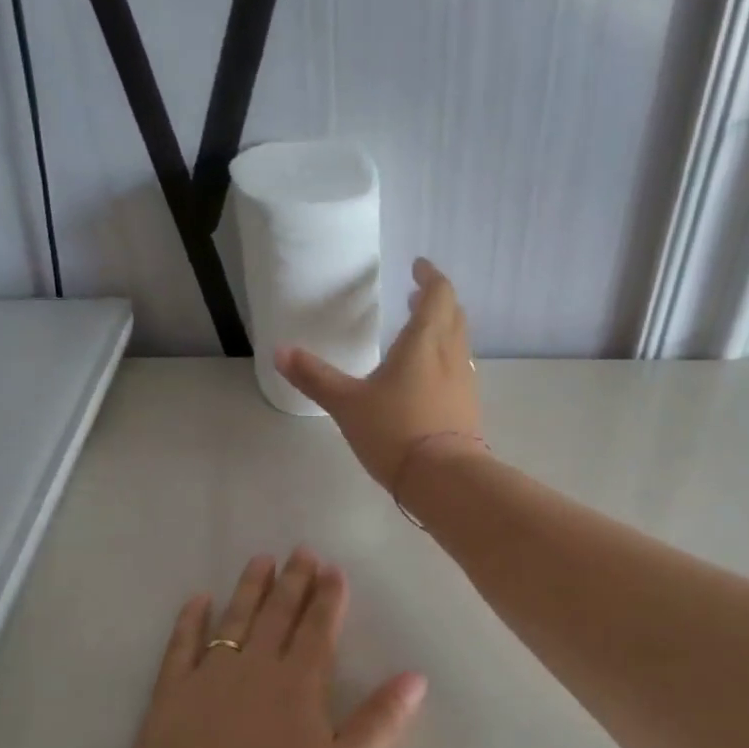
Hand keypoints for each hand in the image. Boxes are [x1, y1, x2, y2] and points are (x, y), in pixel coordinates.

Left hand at [115, 550, 426, 747]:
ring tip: (259, 560)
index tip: (332, 568)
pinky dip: (190, 621)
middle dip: (293, 582)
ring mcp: (207, 681)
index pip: (318, 631)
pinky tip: (197, 601)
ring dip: (249, 590)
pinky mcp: (168, 700)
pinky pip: (181, 648)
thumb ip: (379, 723)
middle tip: (301, 550)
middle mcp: (254, 670)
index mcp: (298, 687)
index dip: (328, 598)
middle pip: (278, 616)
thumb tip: (415, 676)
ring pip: (233, 622)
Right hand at [275, 258, 483, 491]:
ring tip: (420, 334)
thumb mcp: (347, 404)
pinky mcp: (468, 409)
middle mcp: (452, 355)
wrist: (444, 479)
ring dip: (444, 329)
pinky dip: (446, 359)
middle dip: (437, 300)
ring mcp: (465, 383)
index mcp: (425, 341)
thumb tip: (280, 352)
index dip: (430, 276)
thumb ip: (315, 377)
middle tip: (416, 296)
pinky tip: (428, 378)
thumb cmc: (395, 431)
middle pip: (453, 314)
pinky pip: (460, 370)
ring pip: (459, 343)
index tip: (417, 268)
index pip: (438, 293)